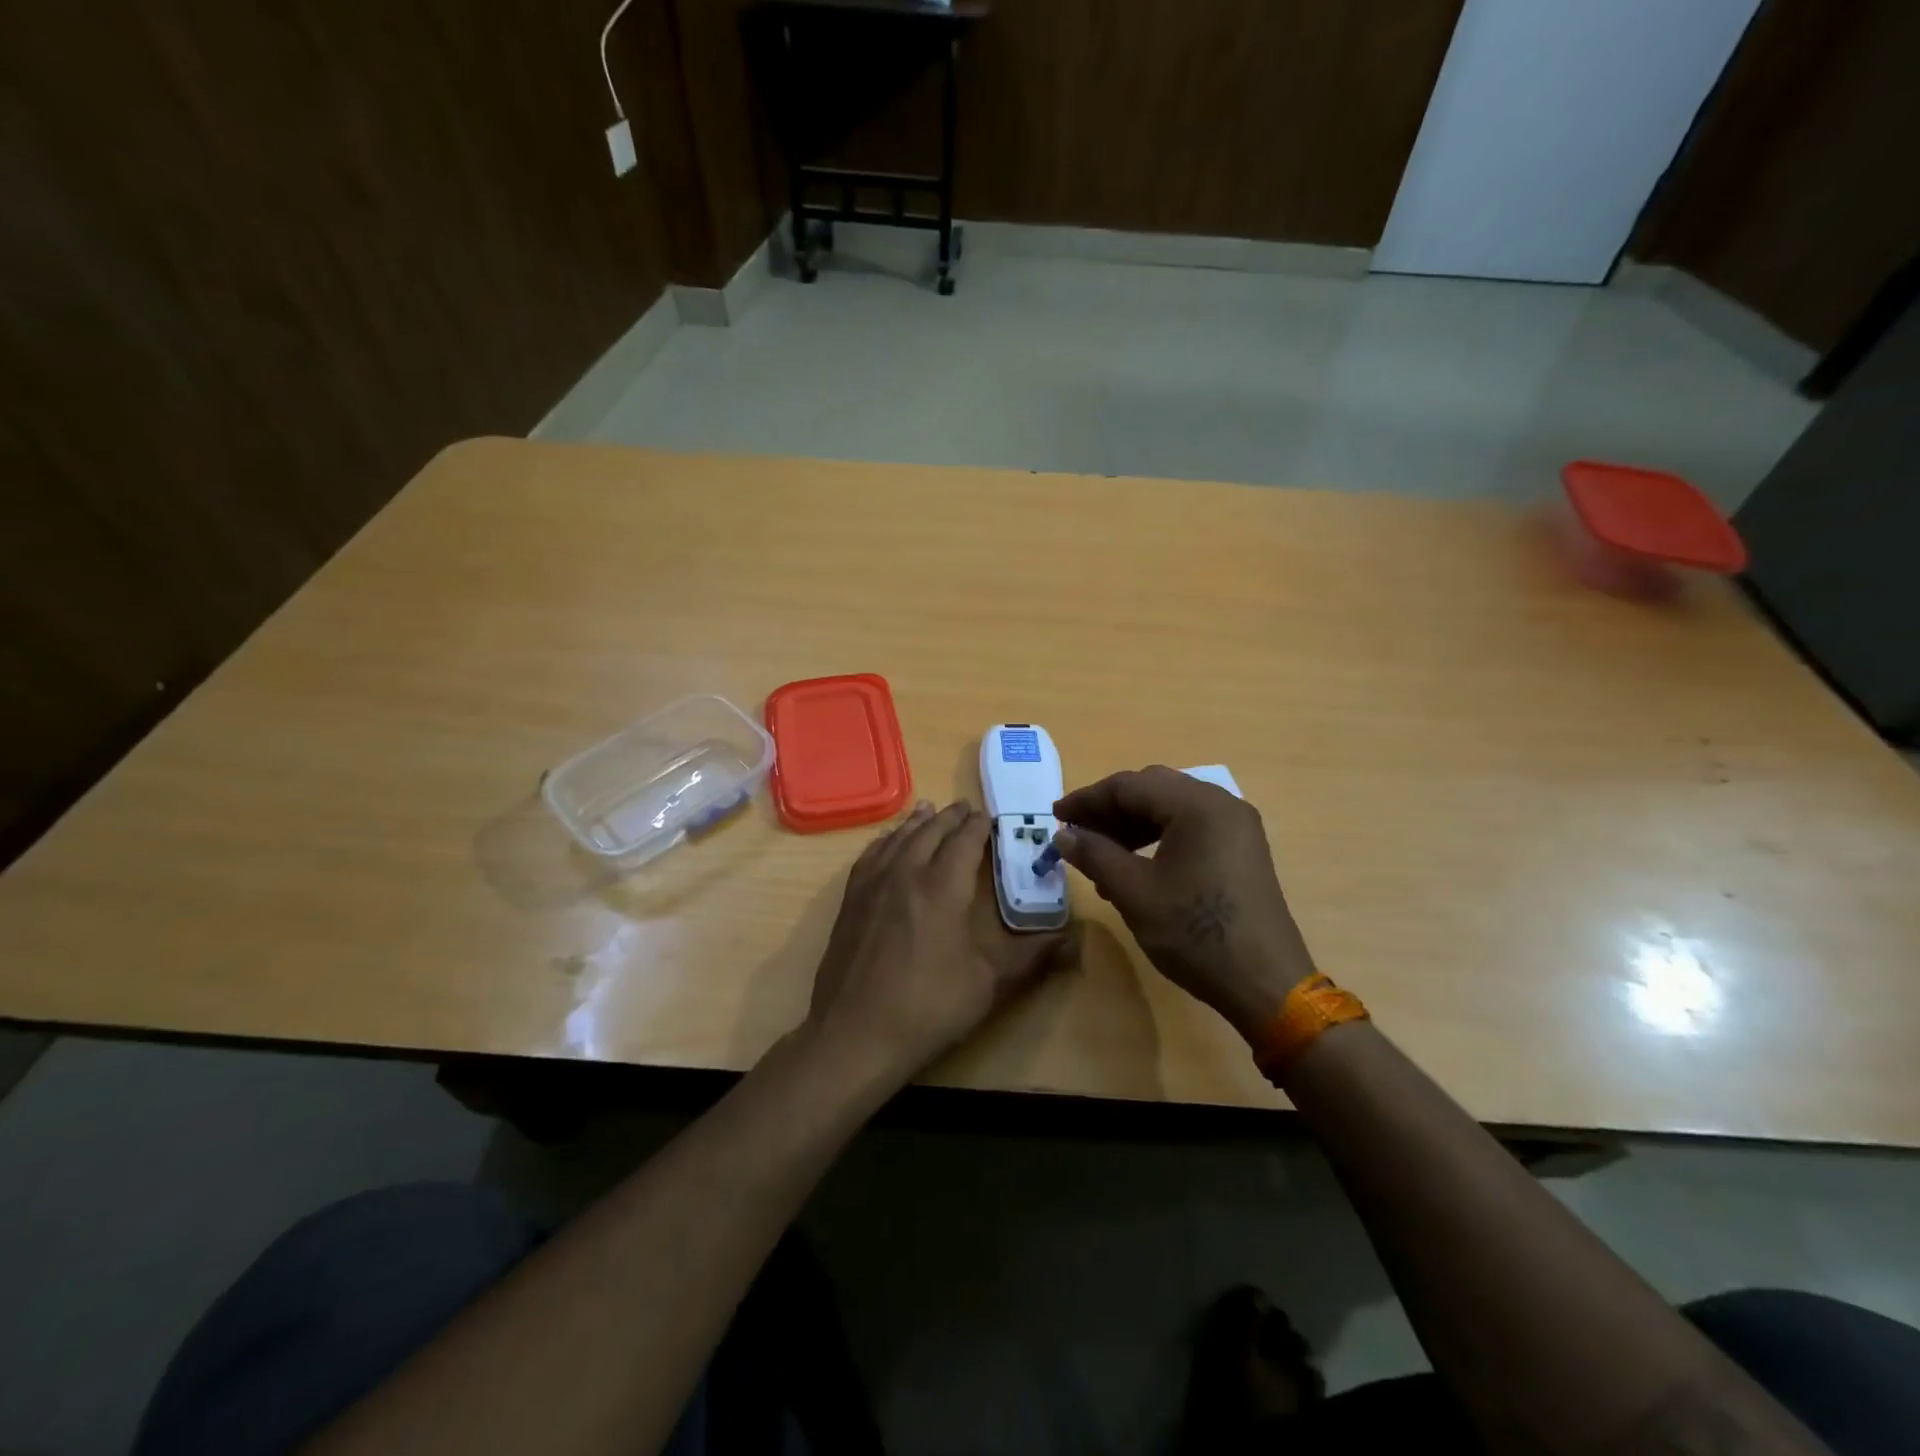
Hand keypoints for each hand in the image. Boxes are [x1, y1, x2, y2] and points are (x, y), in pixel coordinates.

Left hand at [807, 800, 1077, 1076]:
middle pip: (931, 832)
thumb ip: (1032, 956)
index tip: (991, 816)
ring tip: (929, 809)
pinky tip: (887, 841)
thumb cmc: (929, 1007)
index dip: (979, 826)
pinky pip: (870, 855)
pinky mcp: (851, 900)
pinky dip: (885, 840)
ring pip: (899, 838)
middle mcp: (906, 873)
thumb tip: (1074, 938)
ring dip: (918, 822)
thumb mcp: (989, 984)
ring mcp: (873, 884)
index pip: (965, 841)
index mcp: (943, 887)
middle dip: (951, 817)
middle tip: (965, 807)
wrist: (855, 1033)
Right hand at [1052, 767, 1315, 1043]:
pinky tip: (1134, 866)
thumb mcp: (1135, 893)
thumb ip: (1095, 855)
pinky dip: (1156, 838)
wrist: (1266, 984)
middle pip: (1152, 790)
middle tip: (1075, 833)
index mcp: (1198, 805)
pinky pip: (1190, 828)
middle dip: (1109, 809)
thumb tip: (1064, 835)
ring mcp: (1236, 826)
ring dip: (1131, 825)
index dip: (1088, 799)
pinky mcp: (1241, 849)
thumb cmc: (1196, 934)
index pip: (1130, 785)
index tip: (1055, 817)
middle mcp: (1222, 803)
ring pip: (1170, 808)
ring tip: (1099, 855)